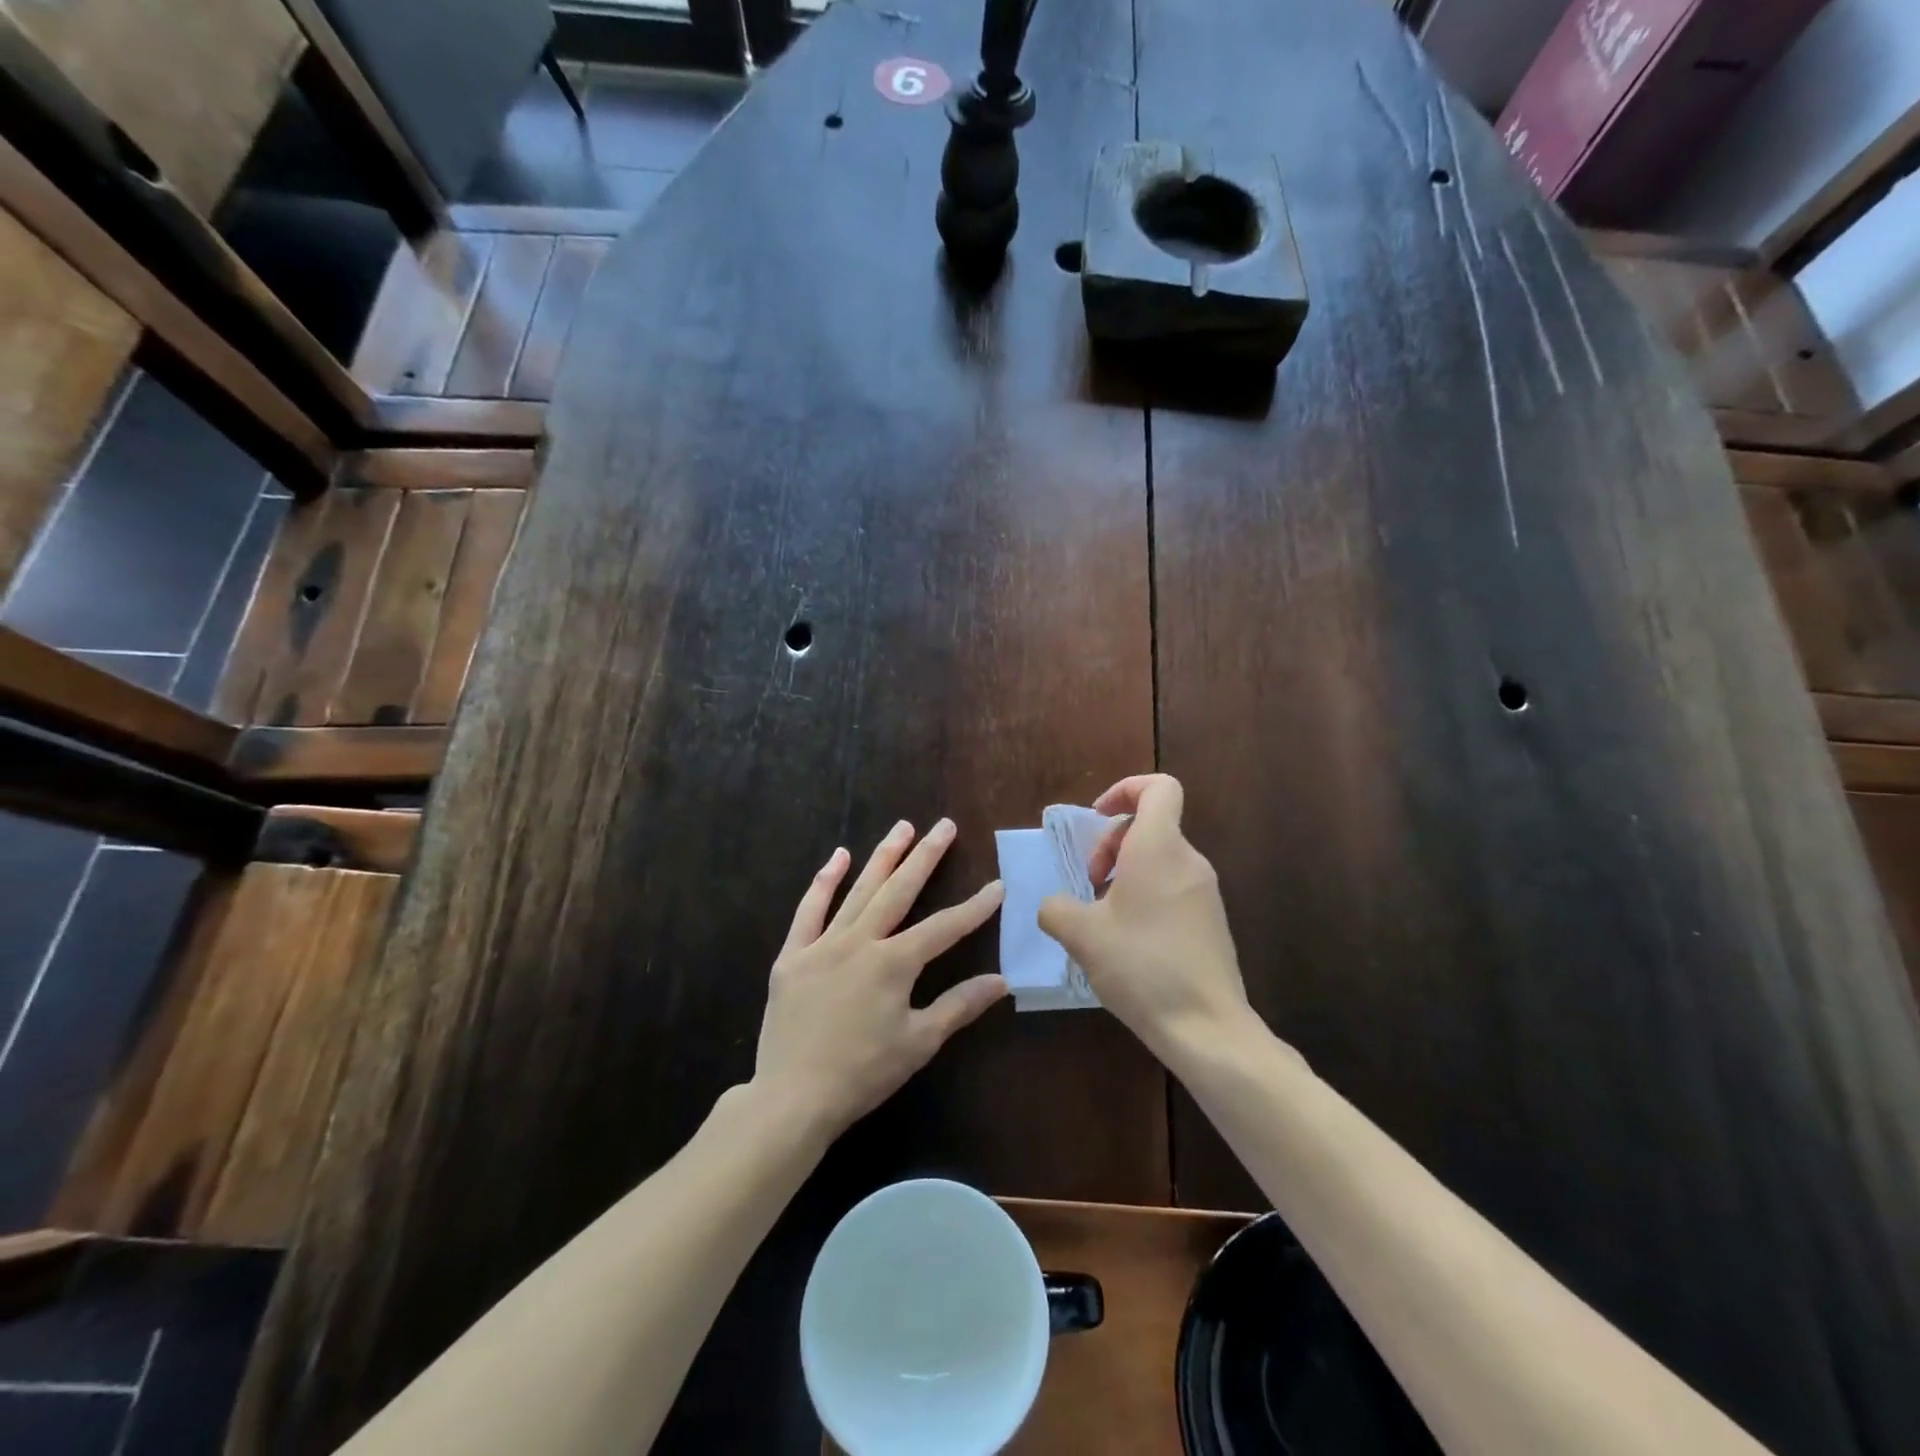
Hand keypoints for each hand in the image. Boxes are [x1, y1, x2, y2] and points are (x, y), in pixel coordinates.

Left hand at [754, 819, 1006, 1139]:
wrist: (793, 1098)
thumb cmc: (863, 1073)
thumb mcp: (919, 1043)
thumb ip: (959, 1006)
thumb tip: (1001, 981)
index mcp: (894, 963)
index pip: (944, 927)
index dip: (974, 908)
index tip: (997, 886)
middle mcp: (860, 941)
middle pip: (899, 891)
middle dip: (926, 857)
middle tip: (944, 826)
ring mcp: (823, 944)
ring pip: (859, 891)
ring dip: (883, 857)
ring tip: (903, 827)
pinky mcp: (793, 955)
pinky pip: (809, 910)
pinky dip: (824, 882)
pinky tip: (838, 857)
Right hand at [1038, 776, 1253, 1065]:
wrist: (1206, 1027)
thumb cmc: (1141, 966)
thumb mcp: (1081, 935)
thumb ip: (1056, 908)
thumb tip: (1054, 906)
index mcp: (1159, 848)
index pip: (1159, 788)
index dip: (1124, 790)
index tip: (1096, 818)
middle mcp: (1188, 860)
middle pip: (1150, 826)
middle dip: (1110, 845)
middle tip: (1090, 885)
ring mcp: (1205, 892)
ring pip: (1159, 859)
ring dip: (1124, 875)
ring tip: (1103, 918)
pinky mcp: (1211, 921)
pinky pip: (1172, 888)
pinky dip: (1144, 897)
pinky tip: (1127, 941)